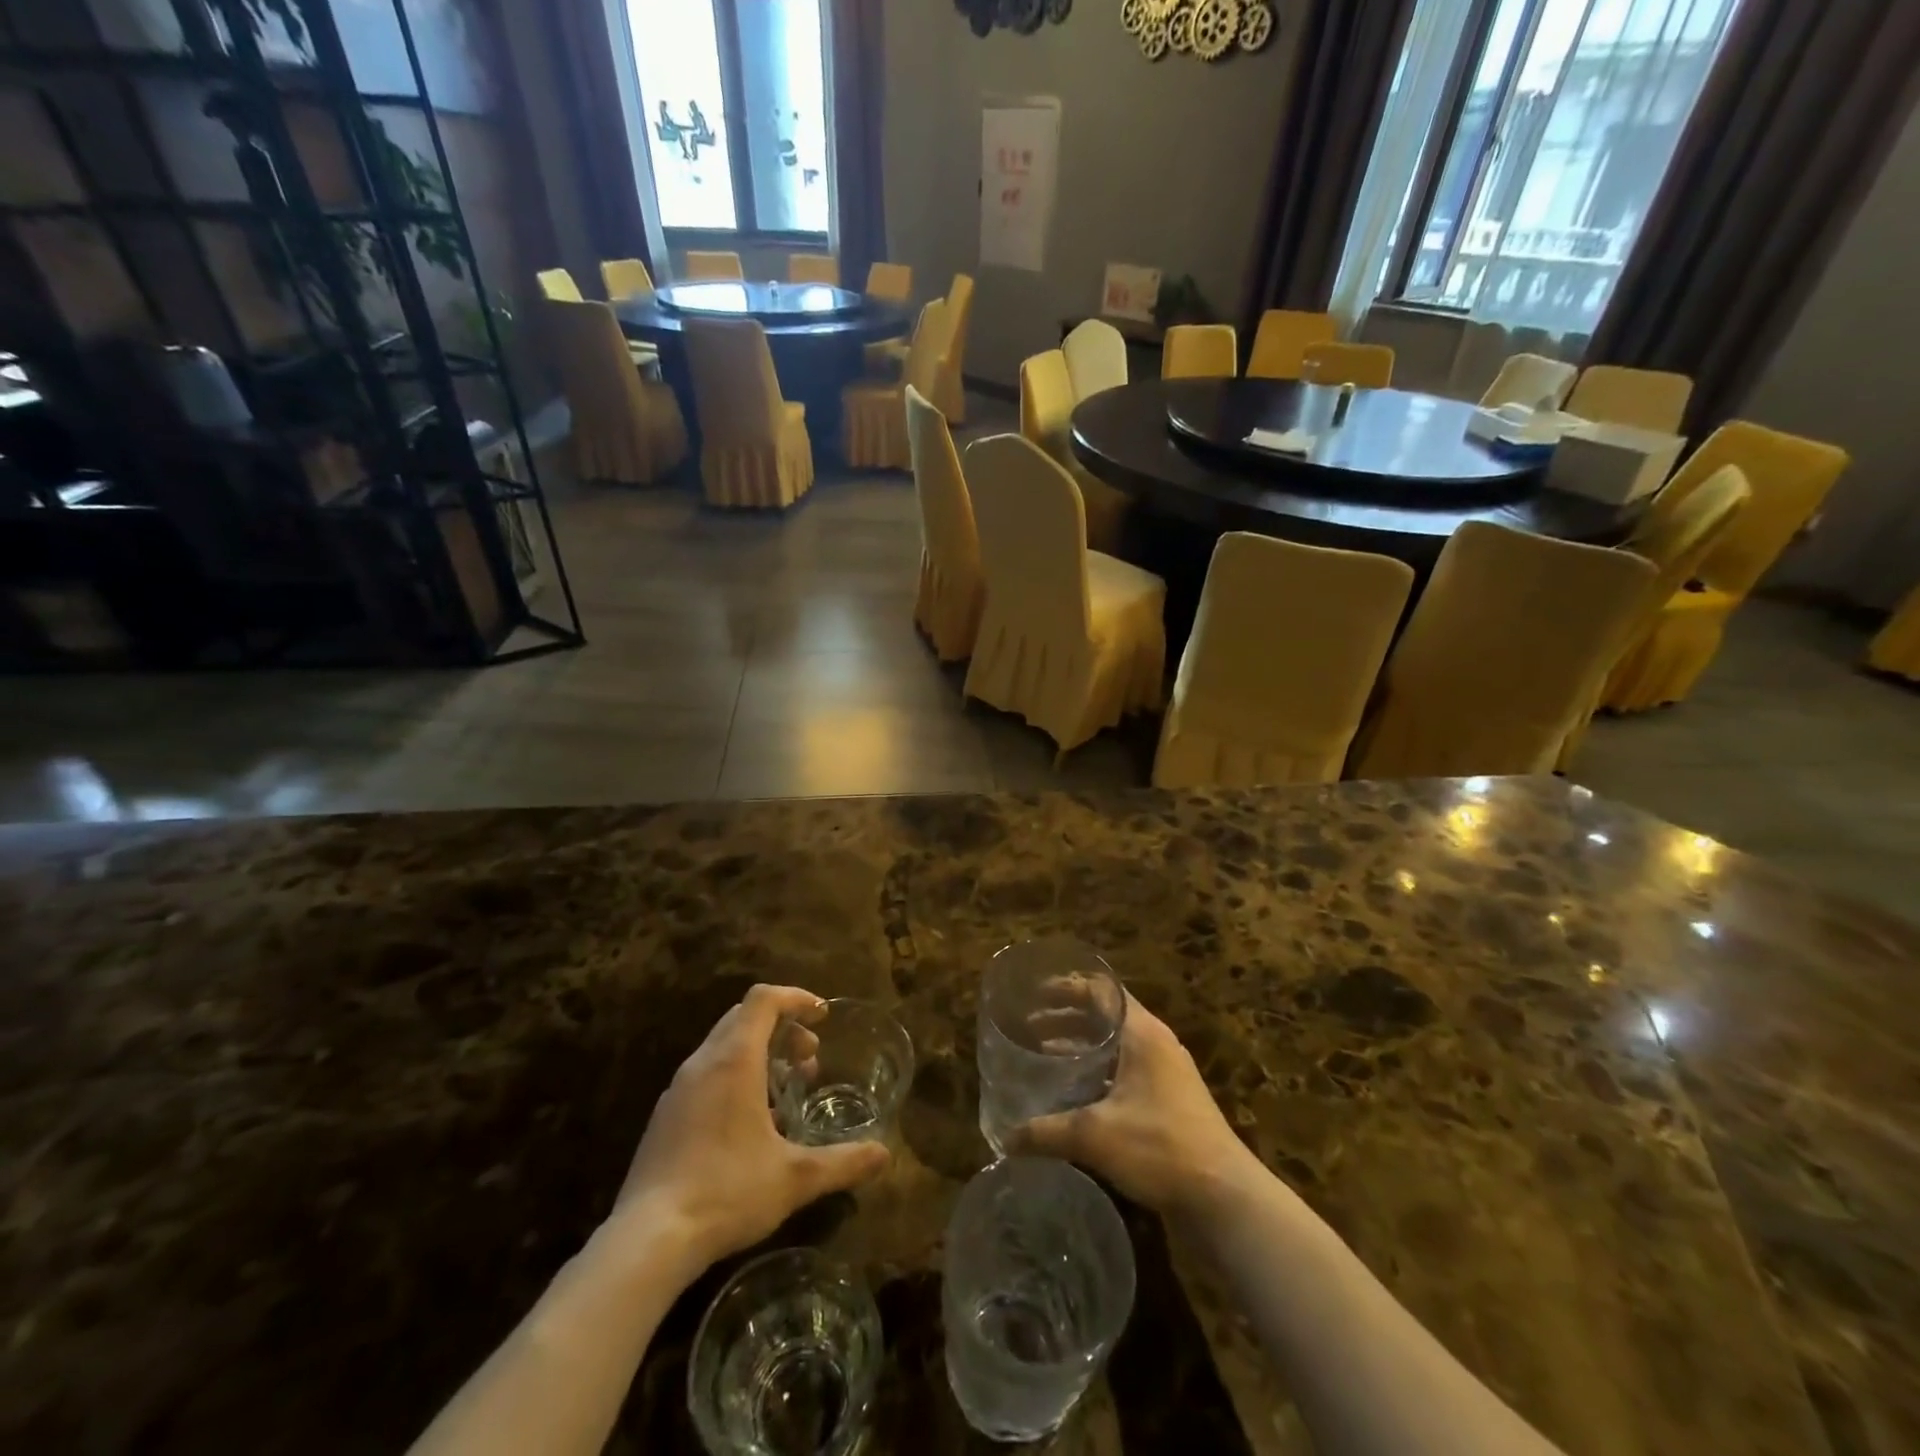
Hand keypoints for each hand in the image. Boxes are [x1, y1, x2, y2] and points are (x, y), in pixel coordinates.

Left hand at [608, 984, 889, 1270]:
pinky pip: (706, 1075)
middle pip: (744, 1017)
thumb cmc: (727, 1191)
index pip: (764, 999)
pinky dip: (735, 1077)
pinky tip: (750, 1124)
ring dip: (759, 1053)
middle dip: (782, 1027)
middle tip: (810, 1057)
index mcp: (734, 1060)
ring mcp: (678, 1090)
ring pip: (723, 1046)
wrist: (647, 1240)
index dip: (796, 998)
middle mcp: (703, 1063)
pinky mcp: (665, 1117)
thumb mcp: (795, 1178)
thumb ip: (843, 1162)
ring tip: (785, 1089)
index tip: (822, 1017)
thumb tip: (884, 1155)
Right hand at [1008, 995, 1259, 1218]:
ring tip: (1046, 1056)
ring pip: (1117, 1045)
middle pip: (1107, 1015)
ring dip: (1083, 1046)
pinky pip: (1126, 1070)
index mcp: (1143, 1033)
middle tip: (1030, 1027)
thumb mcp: (1094, 1136)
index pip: (1101, 990)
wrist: (1224, 1198)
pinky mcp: (1171, 1101)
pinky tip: (1076, 1095)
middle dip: (1067, 1018)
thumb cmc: (1160, 1148)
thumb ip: (1046, 1132)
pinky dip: (1099, 1071)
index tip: (1035, 994)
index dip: (1067, 987)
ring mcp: (1168, 1073)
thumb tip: (1005, 1139)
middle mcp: (1157, 1043)